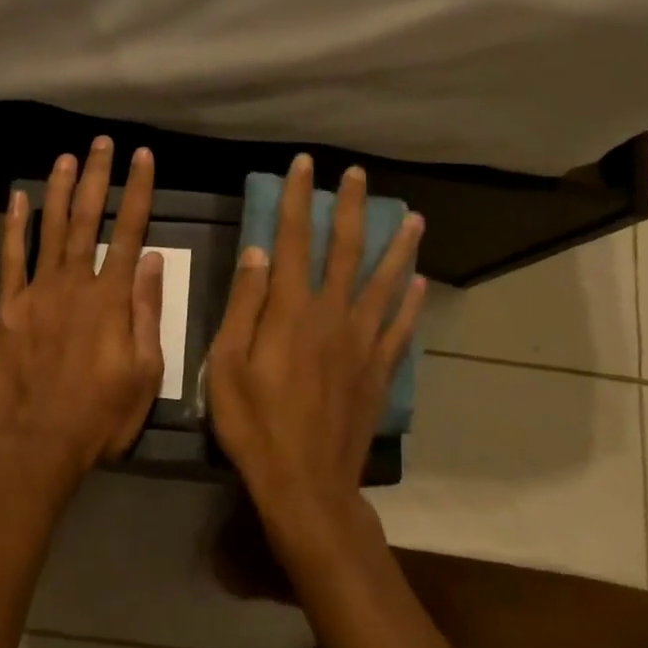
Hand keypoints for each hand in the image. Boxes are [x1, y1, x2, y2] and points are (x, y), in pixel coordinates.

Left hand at [0, 138, 165, 488]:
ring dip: (60, 190)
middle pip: (89, 219)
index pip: (130, 231)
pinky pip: (10, 258)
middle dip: (98, 177)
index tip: (143, 157)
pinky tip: (17, 198)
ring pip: (51, 229)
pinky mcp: (8, 307)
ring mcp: (38, 292)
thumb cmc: (100, 415)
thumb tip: (153, 259)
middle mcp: (75, 283)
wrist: (37, 443)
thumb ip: (148, 312)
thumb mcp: (145, 372)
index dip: (138, 191)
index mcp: (112, 298)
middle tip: (102, 143)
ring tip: (67, 157)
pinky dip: (14, 226)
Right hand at [207, 155, 425, 544]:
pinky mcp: (379, 369)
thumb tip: (256, 252)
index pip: (293, 241)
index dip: (298, 200)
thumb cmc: (254, 422)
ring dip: (398, 246)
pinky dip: (411, 301)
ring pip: (384, 282)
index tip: (304, 166)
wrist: (305, 481)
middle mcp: (333, 314)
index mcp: (291, 310)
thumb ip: (244, 305)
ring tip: (413, 218)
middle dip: (350, 208)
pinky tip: (420, 282)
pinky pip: (400, 326)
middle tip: (360, 175)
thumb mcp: (227, 363)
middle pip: (345, 250)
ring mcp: (362, 342)